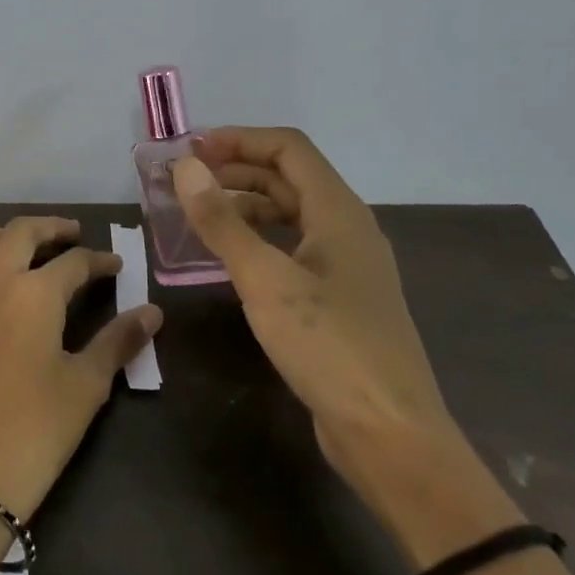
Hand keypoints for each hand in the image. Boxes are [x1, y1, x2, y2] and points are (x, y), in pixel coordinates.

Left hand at [0, 217, 162, 522]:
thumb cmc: (36, 429)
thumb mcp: (86, 384)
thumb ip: (118, 340)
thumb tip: (152, 312)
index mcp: (34, 291)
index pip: (74, 262)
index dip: (99, 261)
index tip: (116, 266)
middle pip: (22, 232)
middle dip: (53, 228)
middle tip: (75, 235)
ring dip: (10, 235)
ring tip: (33, 248)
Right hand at [170, 129, 455, 481]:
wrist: (389, 434)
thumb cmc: (328, 346)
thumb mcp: (265, 280)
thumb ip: (222, 221)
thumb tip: (185, 167)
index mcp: (338, 212)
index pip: (288, 149)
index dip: (239, 140)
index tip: (191, 149)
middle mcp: (346, 229)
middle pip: (289, 179)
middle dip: (236, 170)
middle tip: (185, 180)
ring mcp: (345, 266)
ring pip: (290, 215)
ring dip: (245, 206)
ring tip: (198, 215)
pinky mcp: (338, 299)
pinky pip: (292, 250)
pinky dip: (257, 241)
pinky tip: (228, 259)